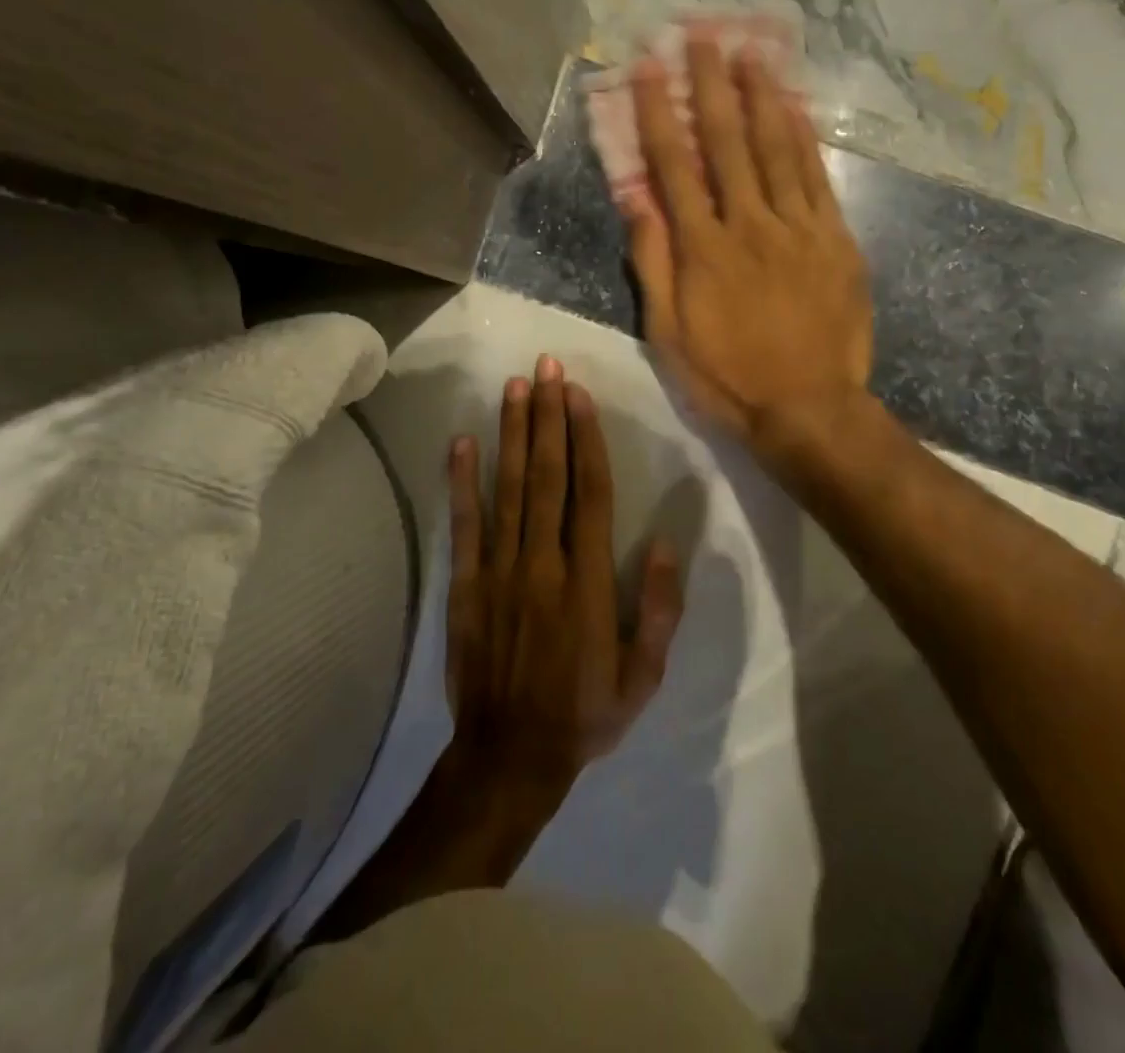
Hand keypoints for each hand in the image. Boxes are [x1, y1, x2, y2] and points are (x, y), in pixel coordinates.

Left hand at [445, 356, 684, 802]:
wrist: (509, 757)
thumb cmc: (585, 713)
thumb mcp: (643, 676)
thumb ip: (659, 610)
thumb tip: (663, 544)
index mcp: (588, 581)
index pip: (591, 493)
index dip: (586, 439)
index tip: (580, 395)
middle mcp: (543, 563)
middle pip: (547, 476)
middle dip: (548, 417)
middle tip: (546, 367)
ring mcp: (500, 571)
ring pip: (509, 489)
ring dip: (512, 434)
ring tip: (514, 387)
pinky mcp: (465, 585)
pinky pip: (464, 525)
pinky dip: (462, 482)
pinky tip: (462, 442)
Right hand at [623, 38, 873, 453]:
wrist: (809, 408)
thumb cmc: (728, 376)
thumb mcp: (669, 333)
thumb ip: (653, 262)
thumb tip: (636, 199)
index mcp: (703, 248)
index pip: (674, 165)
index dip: (658, 112)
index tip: (648, 67)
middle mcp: (749, 224)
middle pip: (727, 141)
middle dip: (710, 85)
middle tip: (701, 35)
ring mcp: (798, 228)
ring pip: (777, 148)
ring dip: (761, 95)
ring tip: (750, 51)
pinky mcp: (835, 240)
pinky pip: (818, 178)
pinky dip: (805, 138)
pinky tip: (795, 106)